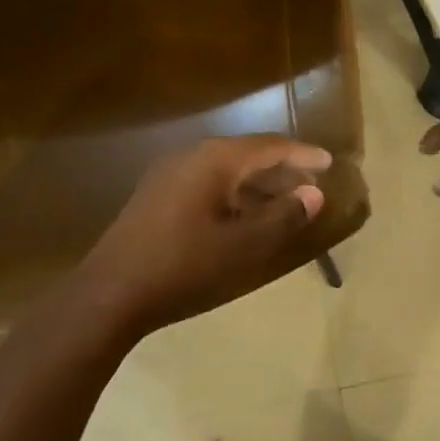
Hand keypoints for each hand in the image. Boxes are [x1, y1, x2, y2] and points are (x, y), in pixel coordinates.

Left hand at [73, 136, 334, 335]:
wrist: (110, 294)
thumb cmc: (184, 267)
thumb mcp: (243, 247)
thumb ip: (283, 218)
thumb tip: (314, 194)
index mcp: (214, 160)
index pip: (269, 146)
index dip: (303, 155)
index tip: (330, 162)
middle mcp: (191, 157)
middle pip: (247, 155)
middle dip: (282, 169)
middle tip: (312, 184)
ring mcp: (169, 176)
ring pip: (226, 171)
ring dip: (258, 184)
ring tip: (285, 203)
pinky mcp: (157, 197)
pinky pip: (207, 184)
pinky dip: (234, 195)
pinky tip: (244, 218)